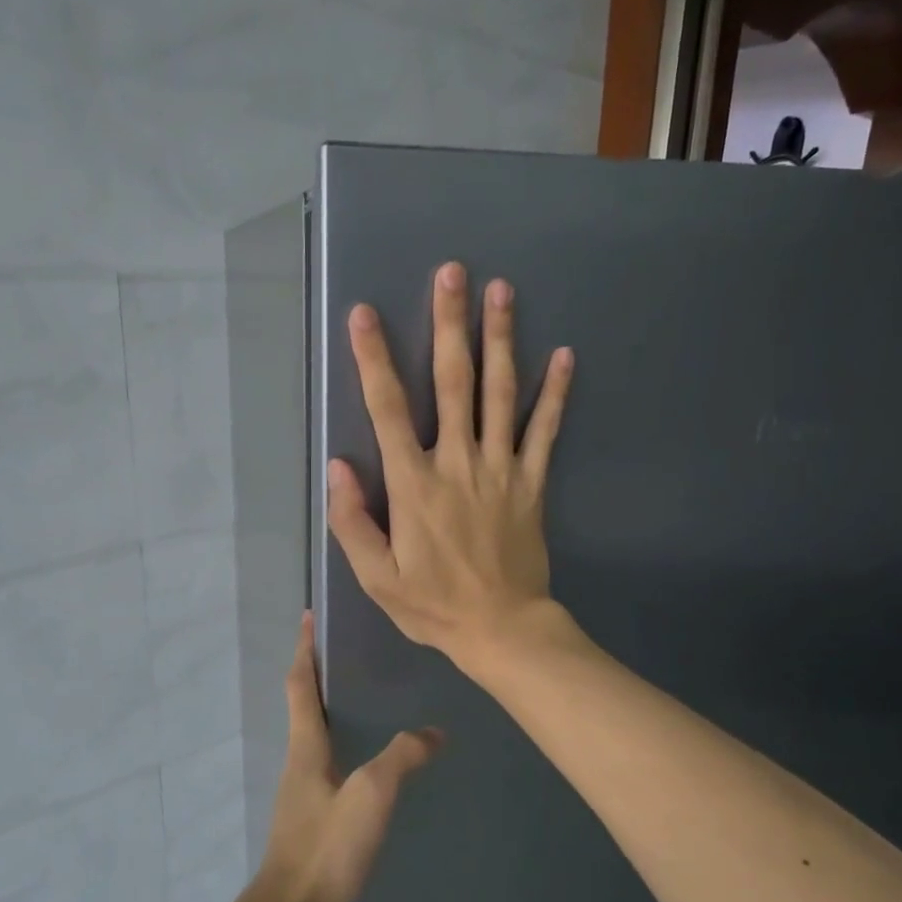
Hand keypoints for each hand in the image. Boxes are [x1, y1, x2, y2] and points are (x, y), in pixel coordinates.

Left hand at [254, 613, 441, 901]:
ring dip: (332, 707)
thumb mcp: (370, 795)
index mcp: (305, 746)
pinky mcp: (314, 817)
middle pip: (305, 704)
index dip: (304, 648)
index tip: (309, 616)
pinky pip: (330, 763)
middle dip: (320, 672)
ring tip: (369, 695)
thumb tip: (434, 731)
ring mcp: (303, 791)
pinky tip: (373, 760)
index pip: (299, 683)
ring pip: (317, 734)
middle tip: (351, 649)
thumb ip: (402, 758)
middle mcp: (299, 761)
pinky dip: (345, 743)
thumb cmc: (326, 847)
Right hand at [327, 261, 573, 663]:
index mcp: (413, 485)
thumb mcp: (376, 577)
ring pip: (501, 394)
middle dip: (449, 324)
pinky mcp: (532, 483)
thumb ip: (352, 521)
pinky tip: (564, 355)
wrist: (502, 629)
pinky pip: (545, 431)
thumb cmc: (433, 605)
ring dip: (500, 339)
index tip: (364, 315)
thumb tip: (337, 464)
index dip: (374, 359)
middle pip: (453, 382)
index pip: (388, 410)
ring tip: (502, 291)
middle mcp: (457, 463)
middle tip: (453, 272)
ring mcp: (501, 469)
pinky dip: (555, 393)